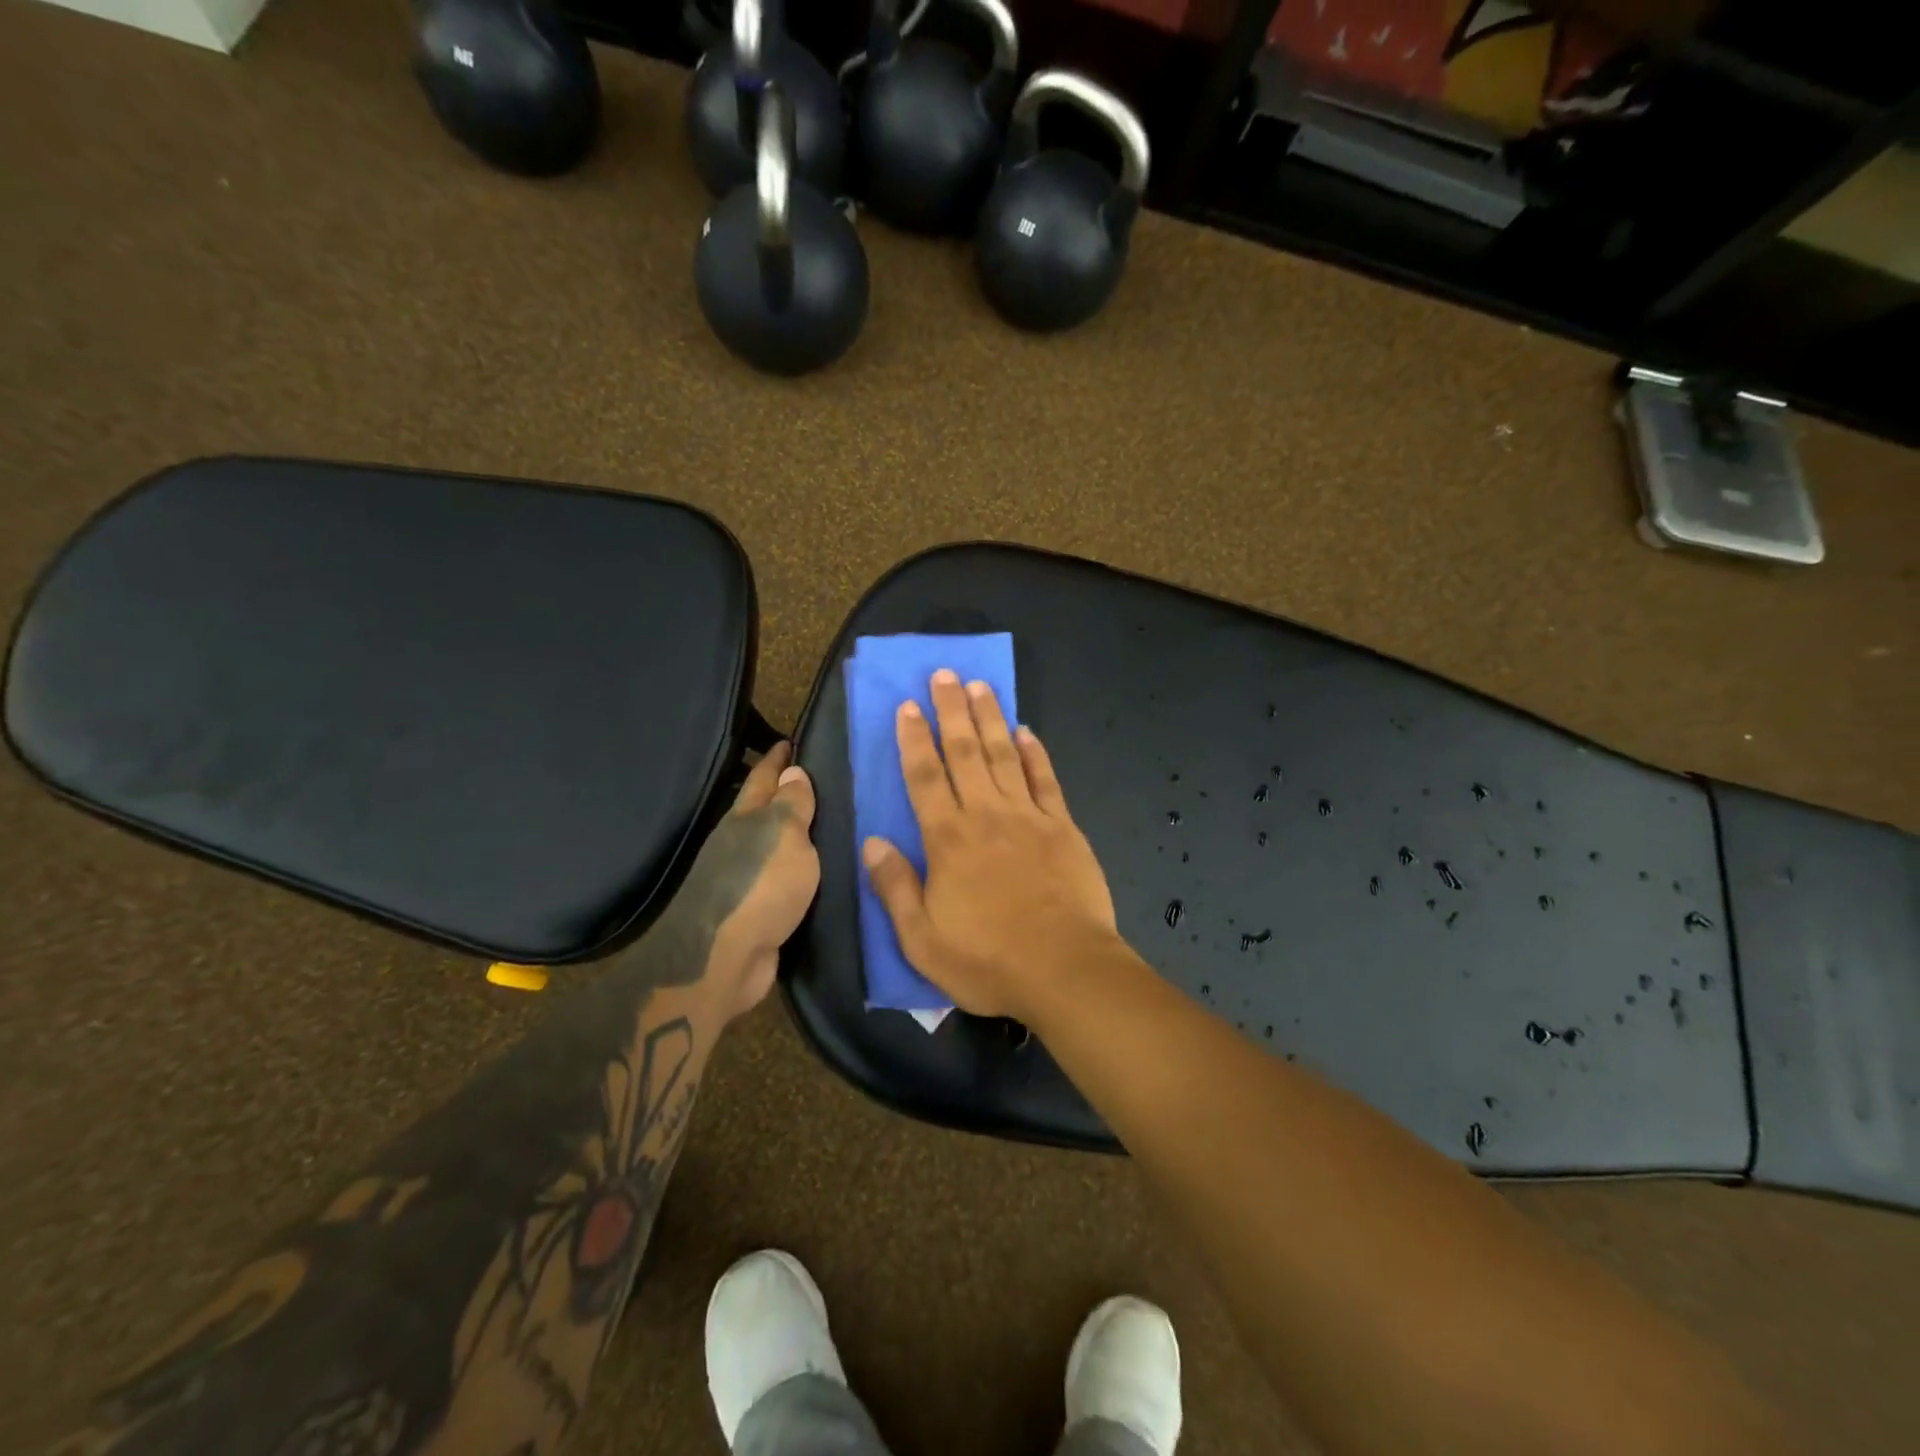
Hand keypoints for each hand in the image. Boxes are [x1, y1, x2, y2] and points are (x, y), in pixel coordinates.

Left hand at [695, 741, 820, 1024]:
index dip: (778, 759)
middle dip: (784, 793)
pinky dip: (795, 868)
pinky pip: (779, 879)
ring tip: (823, 822)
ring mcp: (741, 879)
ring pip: (771, 845)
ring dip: (791, 833)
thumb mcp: (785, 836)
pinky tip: (812, 870)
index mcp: (746, 819)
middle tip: (818, 779)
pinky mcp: (752, 912)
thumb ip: (793, 805)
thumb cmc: (760, 887)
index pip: (764, 778)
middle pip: (763, 810)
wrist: (723, 959)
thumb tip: (794, 771)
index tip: (791, 741)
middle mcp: (739, 843)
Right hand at [861, 670, 1120, 1020]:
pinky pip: (1046, 780)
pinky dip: (1035, 753)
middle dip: (951, 710)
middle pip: (964, 752)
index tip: (907, 706)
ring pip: (1004, 756)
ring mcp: (1029, 817)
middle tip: (943, 674)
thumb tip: (872, 843)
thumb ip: (894, 887)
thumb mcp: (922, 938)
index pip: (924, 777)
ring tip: (980, 686)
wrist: (1065, 969)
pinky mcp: (1063, 827)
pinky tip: (1026, 731)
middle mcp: (986, 815)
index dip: (914, 739)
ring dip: (990, 719)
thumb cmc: (988, 959)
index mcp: (948, 839)